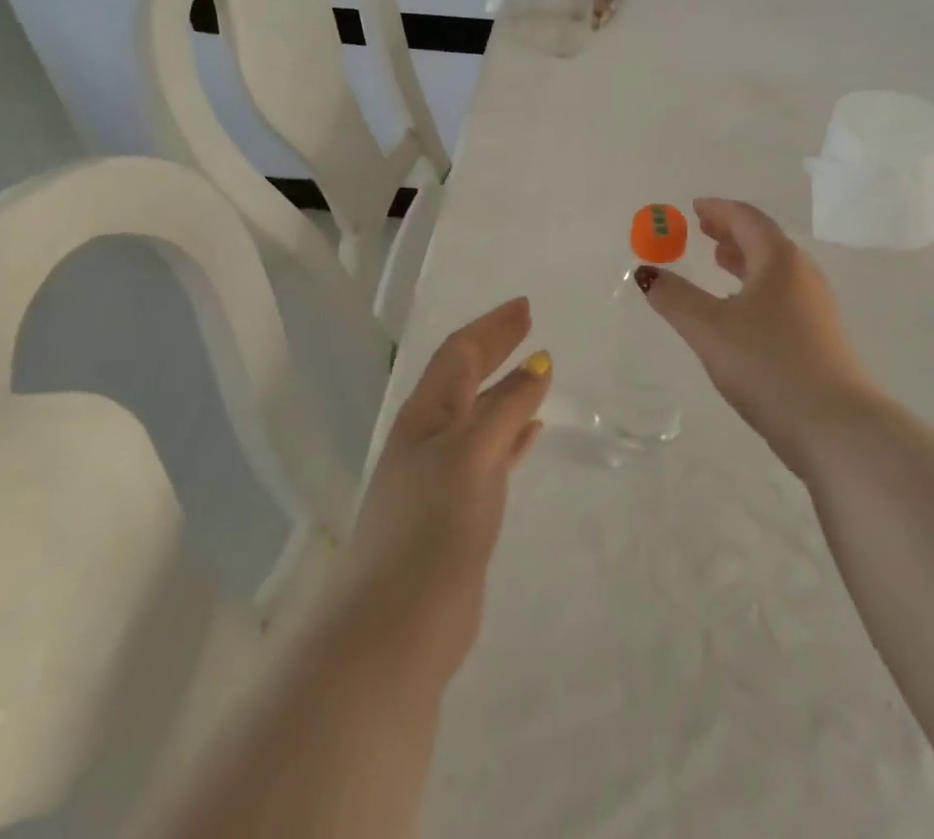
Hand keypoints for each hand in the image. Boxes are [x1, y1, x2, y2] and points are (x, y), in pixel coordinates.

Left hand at [336, 297, 550, 679]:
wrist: (396, 625)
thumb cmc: (432, 525)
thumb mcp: (473, 453)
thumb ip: (507, 407)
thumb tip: (537, 364)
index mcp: (425, 415)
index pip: (459, 353)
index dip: (492, 327)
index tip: (526, 307)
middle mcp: (429, 438)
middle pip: (466, 378)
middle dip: (496, 348)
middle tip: (530, 325)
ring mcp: (441, 476)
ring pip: (479, 416)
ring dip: (506, 390)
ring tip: (537, 372)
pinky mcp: (457, 513)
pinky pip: (491, 455)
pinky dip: (513, 435)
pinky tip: (533, 434)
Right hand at [636, 199, 879, 477]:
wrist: (835, 425)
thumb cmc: (768, 364)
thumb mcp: (709, 329)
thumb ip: (675, 298)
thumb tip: (645, 272)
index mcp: (779, 260)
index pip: (746, 218)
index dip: (718, 209)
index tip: (695, 207)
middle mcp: (802, 274)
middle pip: (764, 239)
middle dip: (731, 232)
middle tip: (702, 230)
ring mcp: (816, 305)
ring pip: (775, 268)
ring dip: (745, 259)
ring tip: (719, 263)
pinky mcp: (820, 335)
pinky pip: (782, 293)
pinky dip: (757, 286)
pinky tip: (742, 310)